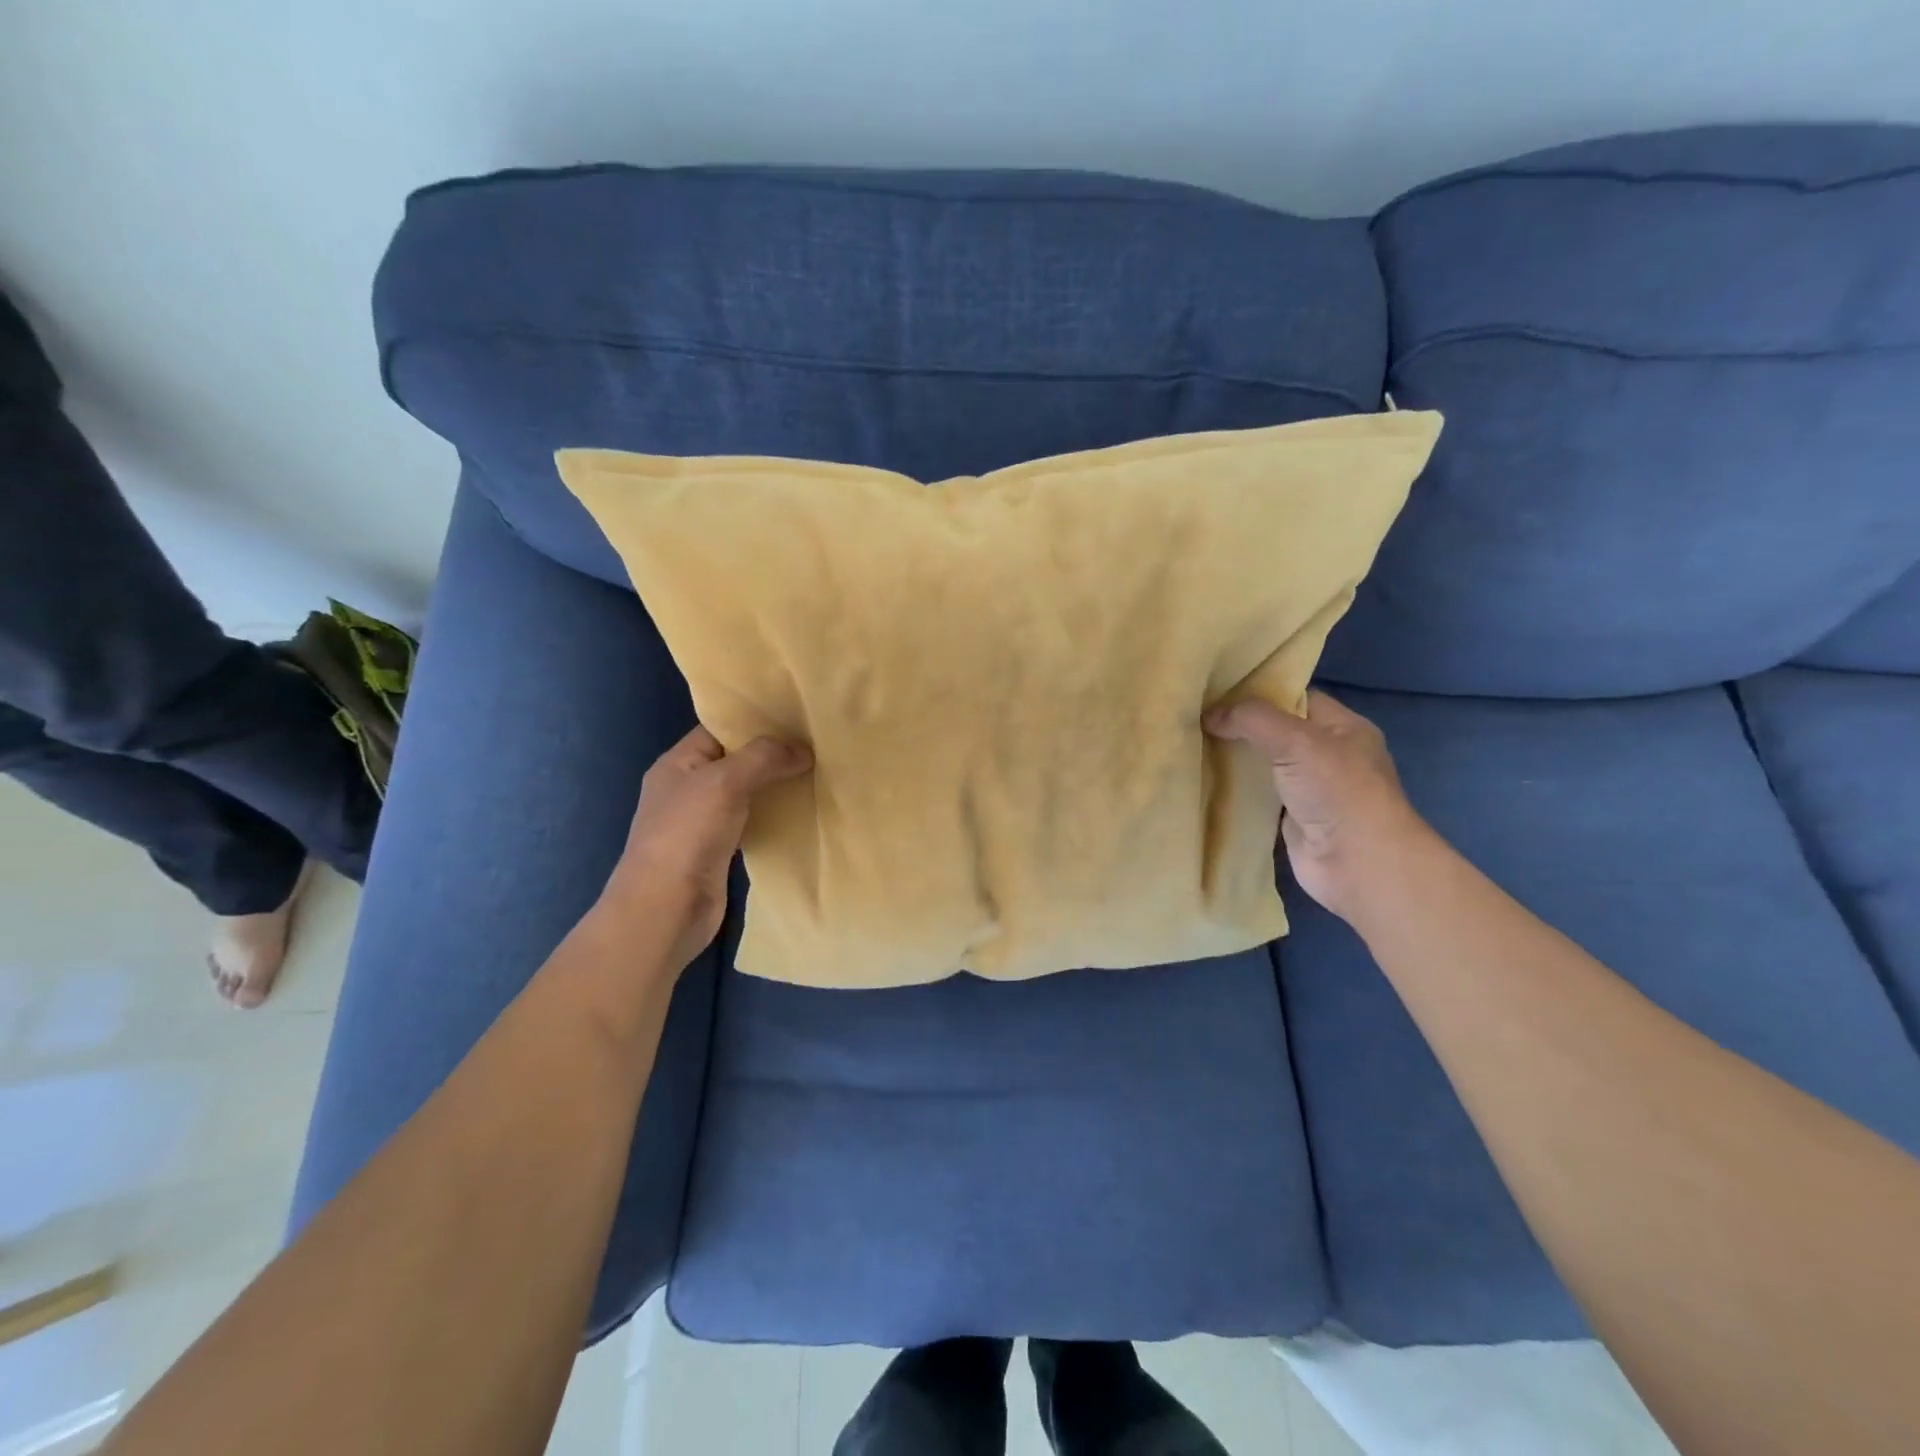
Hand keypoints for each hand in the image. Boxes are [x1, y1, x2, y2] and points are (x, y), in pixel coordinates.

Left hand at [599, 725, 812, 967]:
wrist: (666, 909)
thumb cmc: (686, 835)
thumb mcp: (723, 782)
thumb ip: (763, 758)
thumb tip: (803, 750)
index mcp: (678, 763)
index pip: (719, 729)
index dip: (755, 721)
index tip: (797, 716)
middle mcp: (688, 787)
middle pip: (736, 761)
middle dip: (773, 754)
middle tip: (817, 744)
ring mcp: (703, 821)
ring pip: (747, 792)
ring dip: (776, 785)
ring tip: (818, 772)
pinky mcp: (719, 850)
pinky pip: (752, 822)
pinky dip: (774, 815)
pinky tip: (802, 810)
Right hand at [1204, 689, 1424, 920]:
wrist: (1358, 865)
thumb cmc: (1338, 791)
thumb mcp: (1297, 740)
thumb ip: (1253, 720)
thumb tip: (1209, 715)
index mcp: (1343, 727)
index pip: (1296, 698)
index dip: (1259, 692)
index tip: (1217, 691)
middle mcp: (1328, 755)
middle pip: (1276, 731)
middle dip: (1240, 725)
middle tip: (1196, 716)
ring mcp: (1310, 789)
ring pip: (1264, 764)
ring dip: (1234, 758)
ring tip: (1192, 743)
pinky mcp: (1291, 819)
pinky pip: (1257, 795)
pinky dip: (1234, 789)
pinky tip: (1203, 780)